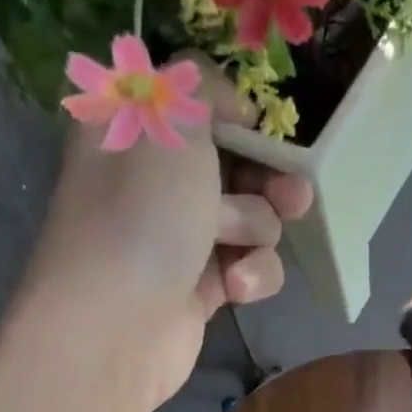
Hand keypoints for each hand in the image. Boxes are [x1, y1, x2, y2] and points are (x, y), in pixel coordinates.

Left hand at [25, 59, 313, 410]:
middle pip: (235, 165)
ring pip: (251, 219)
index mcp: (134, 129)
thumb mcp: (170, 117)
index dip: (235, 117)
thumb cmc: (143, 211)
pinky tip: (236, 288)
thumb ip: (203, 87)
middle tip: (292, 193)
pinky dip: (251, 275)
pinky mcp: (200, 289)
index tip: (256, 130)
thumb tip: (231, 106)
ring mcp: (179, 238)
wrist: (119, 323)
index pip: (197, 106)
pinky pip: (249, 268)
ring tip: (238, 245)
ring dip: (257, 230)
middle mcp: (155, 181)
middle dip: (267, 179)